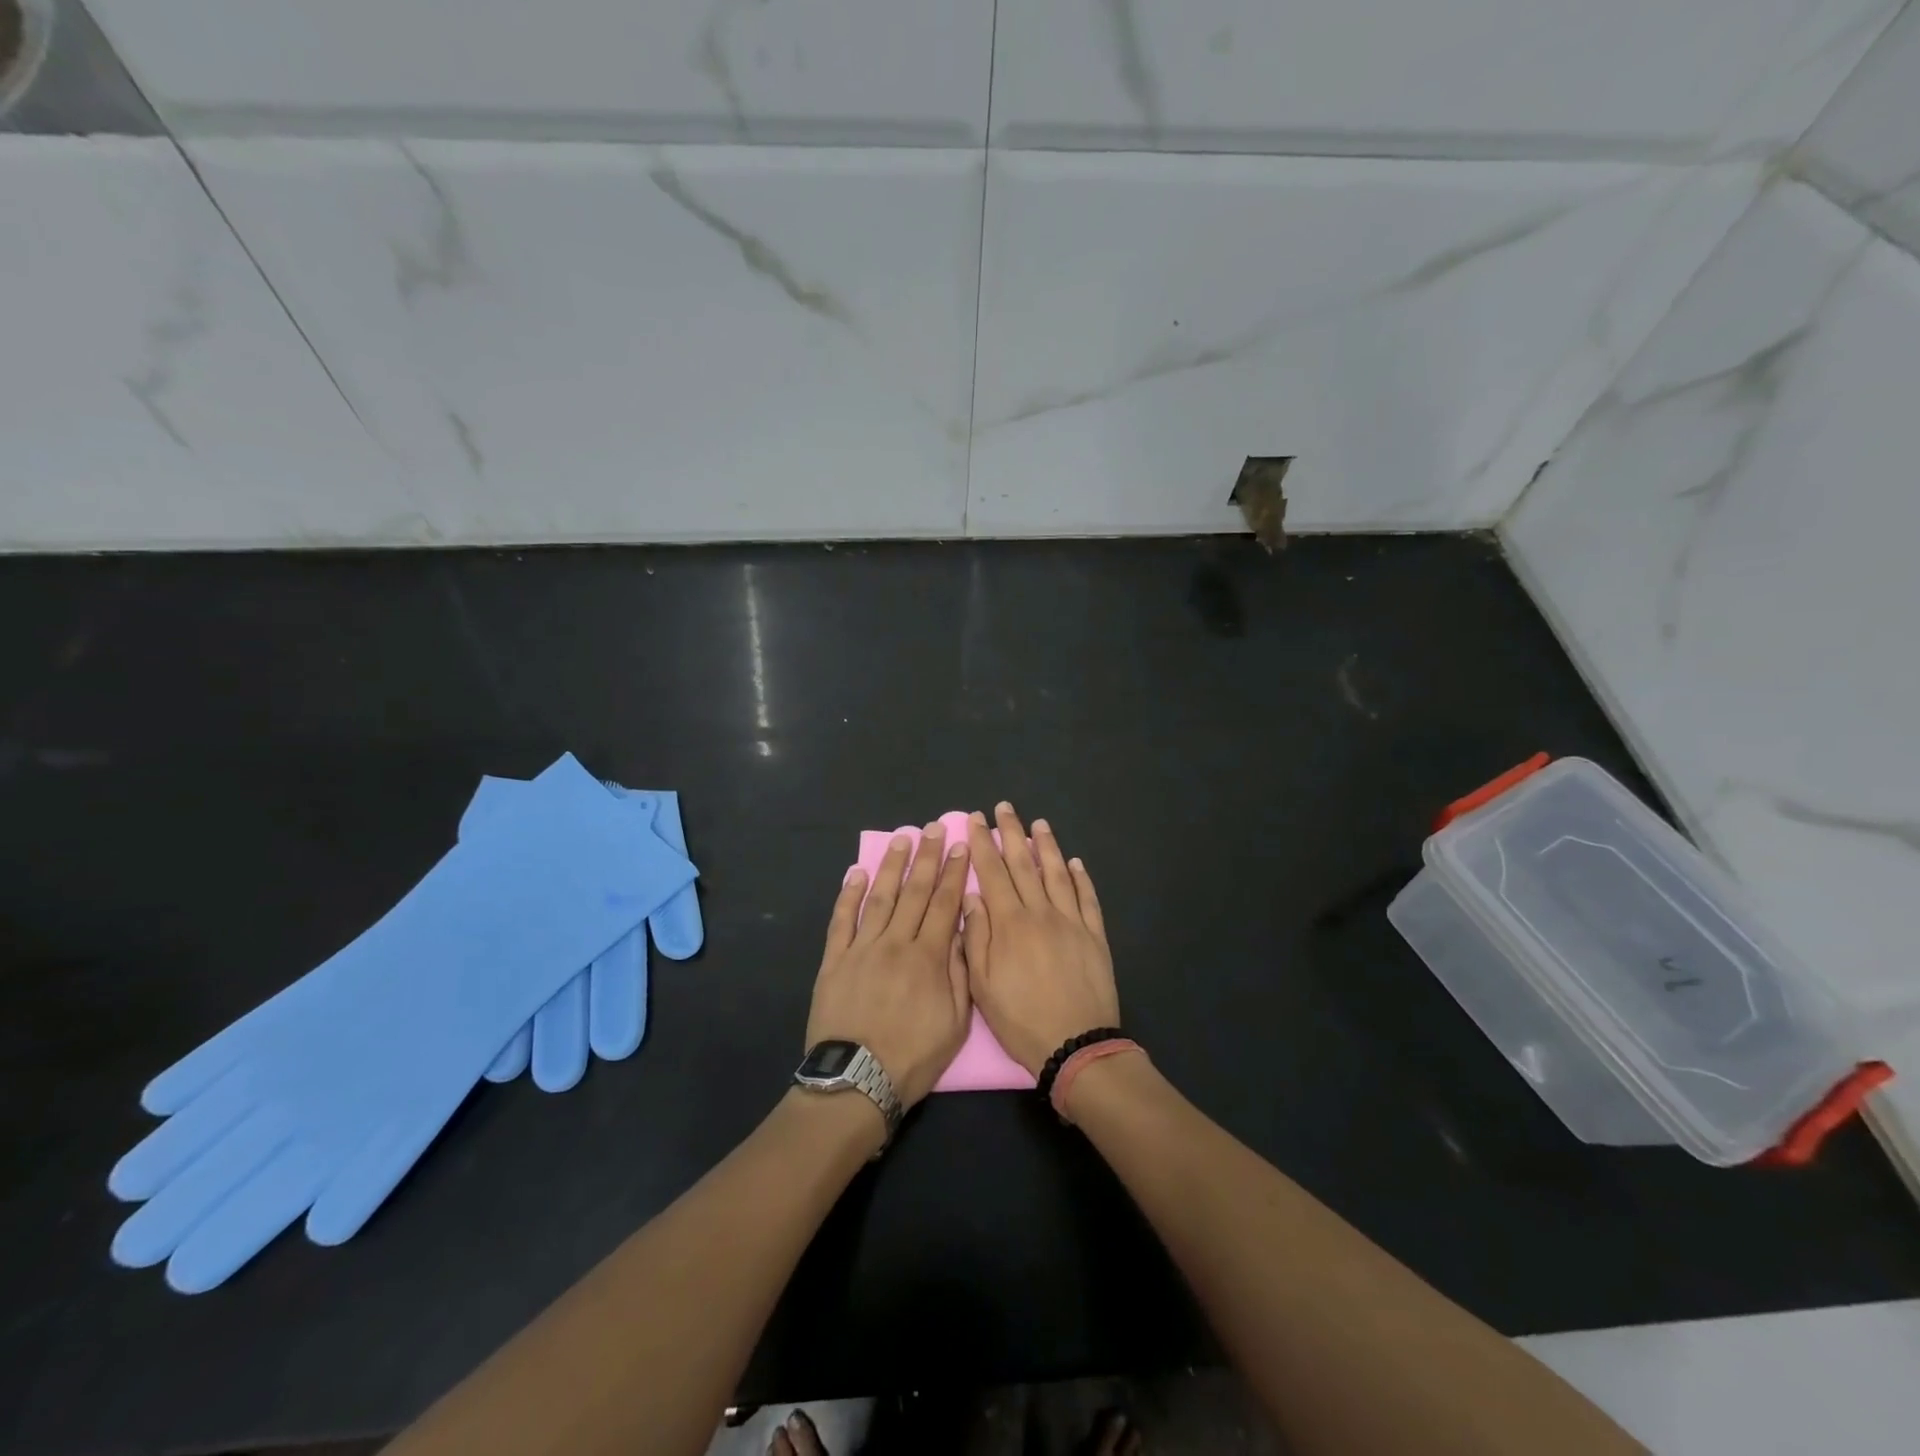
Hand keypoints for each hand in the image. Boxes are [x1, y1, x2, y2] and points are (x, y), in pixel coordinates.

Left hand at [807, 822, 971, 1107]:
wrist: (857, 1081)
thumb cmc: (913, 1057)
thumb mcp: (955, 1023)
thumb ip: (959, 973)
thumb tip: (960, 931)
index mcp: (928, 957)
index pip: (944, 904)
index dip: (953, 873)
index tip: (959, 846)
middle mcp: (896, 943)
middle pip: (914, 892)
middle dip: (926, 857)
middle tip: (933, 827)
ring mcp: (862, 948)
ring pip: (880, 897)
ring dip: (891, 866)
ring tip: (901, 839)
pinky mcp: (834, 960)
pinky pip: (842, 920)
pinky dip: (849, 895)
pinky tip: (857, 873)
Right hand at [962, 803, 1119, 1076]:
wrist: (1076, 1045)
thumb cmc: (1021, 1019)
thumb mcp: (983, 985)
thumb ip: (975, 937)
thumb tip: (972, 897)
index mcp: (1010, 923)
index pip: (992, 872)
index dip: (983, 843)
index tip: (976, 819)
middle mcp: (1041, 913)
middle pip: (1024, 864)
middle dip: (1012, 833)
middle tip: (1006, 807)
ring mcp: (1072, 922)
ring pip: (1057, 874)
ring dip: (1047, 846)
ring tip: (1039, 823)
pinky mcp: (1095, 936)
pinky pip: (1087, 899)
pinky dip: (1081, 878)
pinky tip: (1075, 863)